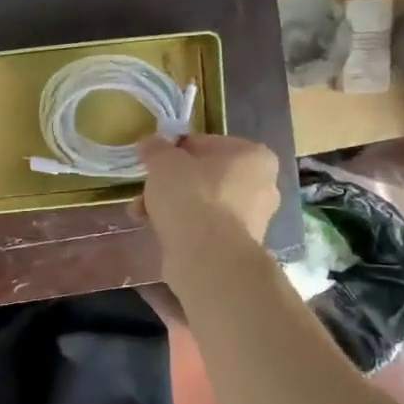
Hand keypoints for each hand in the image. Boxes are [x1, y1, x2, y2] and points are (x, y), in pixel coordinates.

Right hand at [137, 134, 279, 277]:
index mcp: (254, 156)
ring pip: (202, 203)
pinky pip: (204, 228)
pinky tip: (156, 231)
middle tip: (145, 189)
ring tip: (141, 213)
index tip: (153, 162)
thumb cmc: (192, 197)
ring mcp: (252, 219)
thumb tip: (150, 143)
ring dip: (171, 206)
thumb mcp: (164, 162)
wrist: (208, 259)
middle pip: (204, 176)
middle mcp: (262, 186)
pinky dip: (182, 227)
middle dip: (170, 183)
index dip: (174, 151)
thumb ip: (156, 149)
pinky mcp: (237, 246)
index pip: (206, 143)